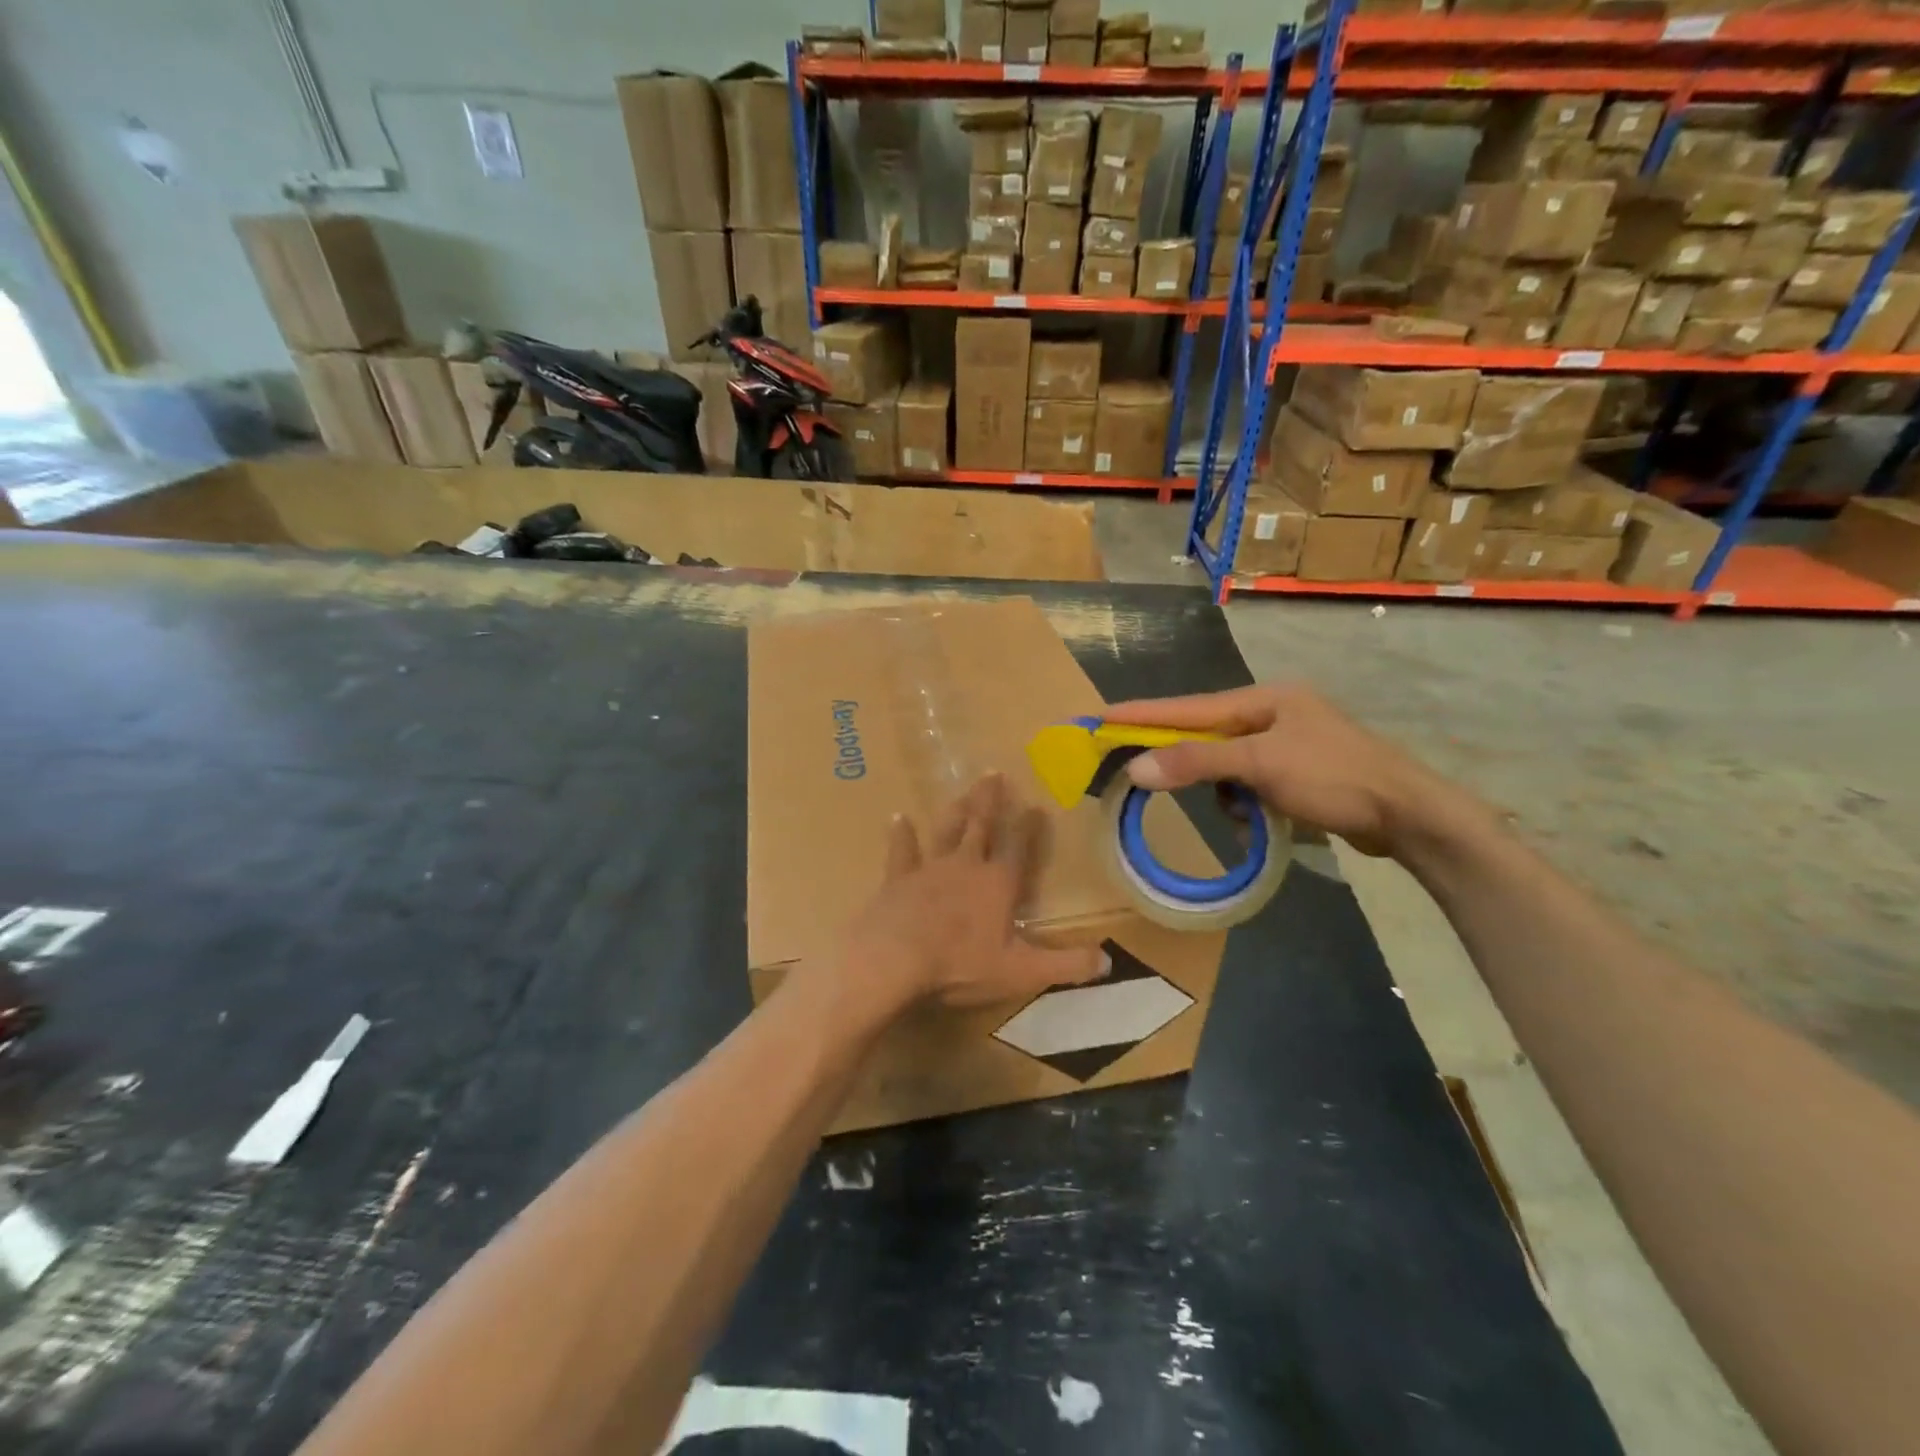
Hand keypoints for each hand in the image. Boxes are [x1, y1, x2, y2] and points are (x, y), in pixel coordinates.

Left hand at [840, 773, 1108, 1014]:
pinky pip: (902, 851)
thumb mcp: (1022, 972)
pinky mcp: (898, 879)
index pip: (1018, 848)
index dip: (1028, 828)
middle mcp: (966, 866)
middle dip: (990, 801)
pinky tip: (898, 818)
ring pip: (946, 831)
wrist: (895, 960)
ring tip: (962, 792)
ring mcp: (930, 868)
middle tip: (993, 773)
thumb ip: (1065, 965)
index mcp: (998, 885)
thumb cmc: (961, 965)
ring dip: (956, 811)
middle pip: (980, 826)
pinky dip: (901, 834)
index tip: (1035, 805)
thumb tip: (1108, 961)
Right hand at [1103, 684, 1469, 858]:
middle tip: (1149, 777)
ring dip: (1225, 792)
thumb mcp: (1260, 766)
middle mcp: (1272, 714)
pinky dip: (1247, 805)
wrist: (1410, 814)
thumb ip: (1197, 763)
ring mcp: (1287, 744)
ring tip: (1245, 814)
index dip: (1142, 714)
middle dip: (1188, 763)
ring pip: (1227, 766)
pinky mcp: (1299, 773)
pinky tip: (1259, 822)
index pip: (1187, 707)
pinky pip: (1250, 785)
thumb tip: (1137, 768)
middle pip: (1206, 737)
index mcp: (1263, 699)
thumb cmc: (1334, 777)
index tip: (1101, 716)